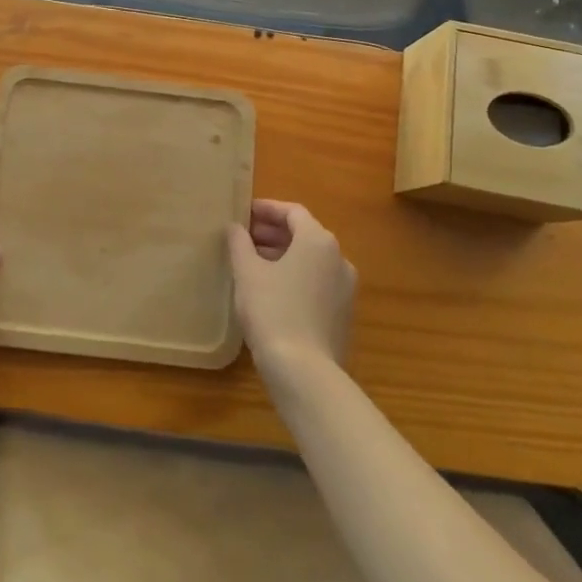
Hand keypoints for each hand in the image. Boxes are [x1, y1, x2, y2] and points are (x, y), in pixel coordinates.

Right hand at [226, 200, 356, 379]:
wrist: (305, 371)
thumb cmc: (273, 311)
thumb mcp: (247, 273)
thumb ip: (239, 243)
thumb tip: (235, 228)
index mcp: (318, 241)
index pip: (293, 212)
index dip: (267, 209)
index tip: (243, 213)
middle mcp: (339, 258)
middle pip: (304, 234)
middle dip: (272, 233)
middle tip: (243, 238)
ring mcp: (345, 288)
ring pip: (311, 260)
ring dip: (282, 255)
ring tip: (252, 263)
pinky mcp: (342, 313)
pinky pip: (317, 282)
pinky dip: (295, 276)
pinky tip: (271, 290)